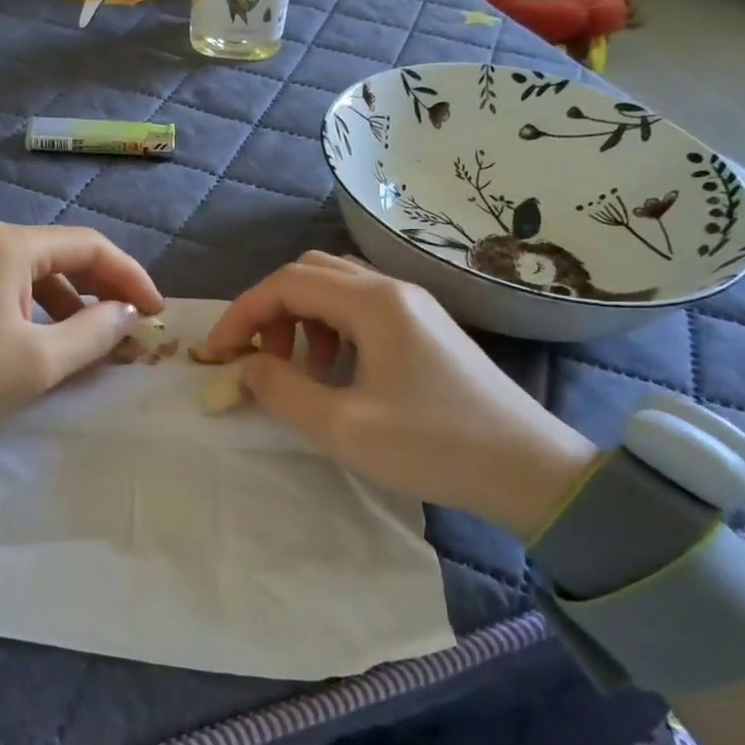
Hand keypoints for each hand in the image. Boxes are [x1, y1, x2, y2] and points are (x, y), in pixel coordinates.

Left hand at [0, 222, 163, 449]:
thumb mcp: (40, 360)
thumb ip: (95, 332)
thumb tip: (128, 314)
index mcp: (12, 244)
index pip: (91, 247)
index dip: (132, 278)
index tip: (157, 313)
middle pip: (64, 256)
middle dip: (104, 291)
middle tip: (133, 327)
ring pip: (38, 275)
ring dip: (73, 306)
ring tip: (95, 344)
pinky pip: (11, 291)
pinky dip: (40, 314)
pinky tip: (49, 344)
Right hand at [202, 252, 597, 537]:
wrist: (528, 470)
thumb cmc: (433, 445)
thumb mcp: (344, 426)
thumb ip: (281, 390)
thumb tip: (244, 367)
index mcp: (373, 302)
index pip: (286, 284)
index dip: (241, 315)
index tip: (216, 355)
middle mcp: (393, 290)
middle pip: (310, 274)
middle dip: (271, 311)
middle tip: (260, 360)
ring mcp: (413, 307)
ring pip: (336, 289)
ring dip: (301, 319)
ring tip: (300, 370)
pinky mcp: (425, 329)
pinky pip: (361, 310)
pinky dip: (330, 330)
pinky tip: (337, 372)